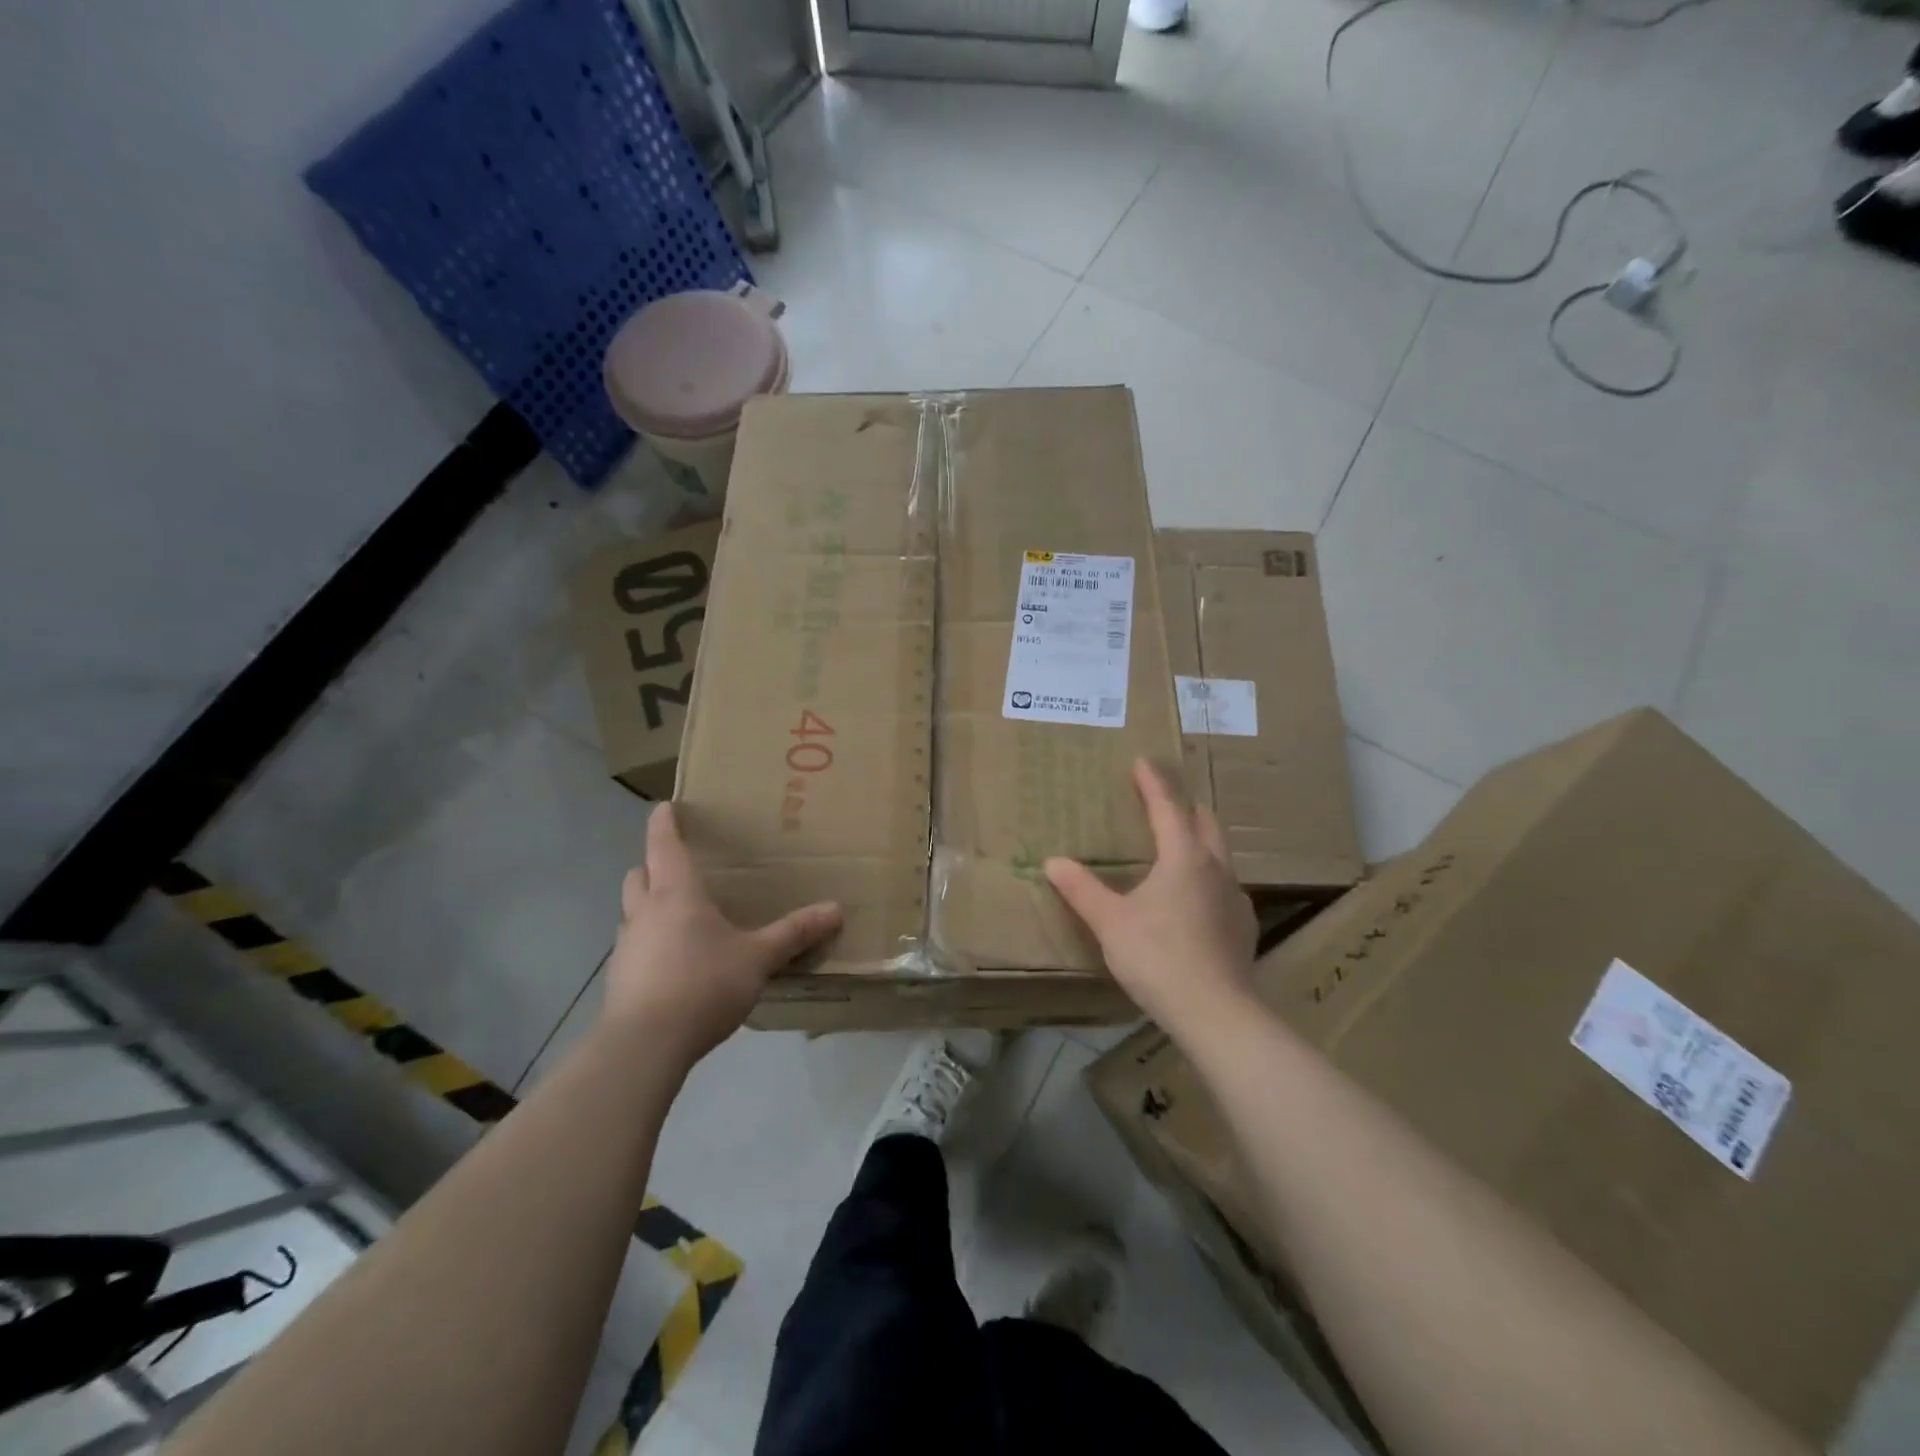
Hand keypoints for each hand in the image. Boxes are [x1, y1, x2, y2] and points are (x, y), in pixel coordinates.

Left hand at [602, 805, 841, 1064]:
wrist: (645, 1045)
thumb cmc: (702, 983)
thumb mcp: (758, 958)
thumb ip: (794, 933)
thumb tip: (836, 910)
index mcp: (676, 893)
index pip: (663, 844)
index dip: (663, 822)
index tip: (665, 806)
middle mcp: (644, 912)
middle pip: (638, 874)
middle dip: (652, 865)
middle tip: (677, 868)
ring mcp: (626, 947)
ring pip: (632, 912)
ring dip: (648, 907)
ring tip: (679, 919)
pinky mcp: (620, 981)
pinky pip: (634, 948)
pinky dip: (649, 945)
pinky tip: (674, 966)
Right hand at [1044, 758, 1256, 1035]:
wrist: (1216, 1013)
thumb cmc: (1158, 957)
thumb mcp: (1110, 922)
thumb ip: (1082, 890)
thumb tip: (1053, 862)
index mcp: (1184, 857)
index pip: (1168, 807)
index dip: (1153, 783)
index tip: (1143, 761)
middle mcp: (1215, 868)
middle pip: (1205, 822)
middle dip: (1185, 805)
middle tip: (1163, 799)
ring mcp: (1235, 898)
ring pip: (1219, 854)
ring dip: (1199, 839)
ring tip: (1177, 846)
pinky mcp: (1243, 926)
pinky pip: (1223, 886)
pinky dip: (1206, 876)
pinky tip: (1193, 899)